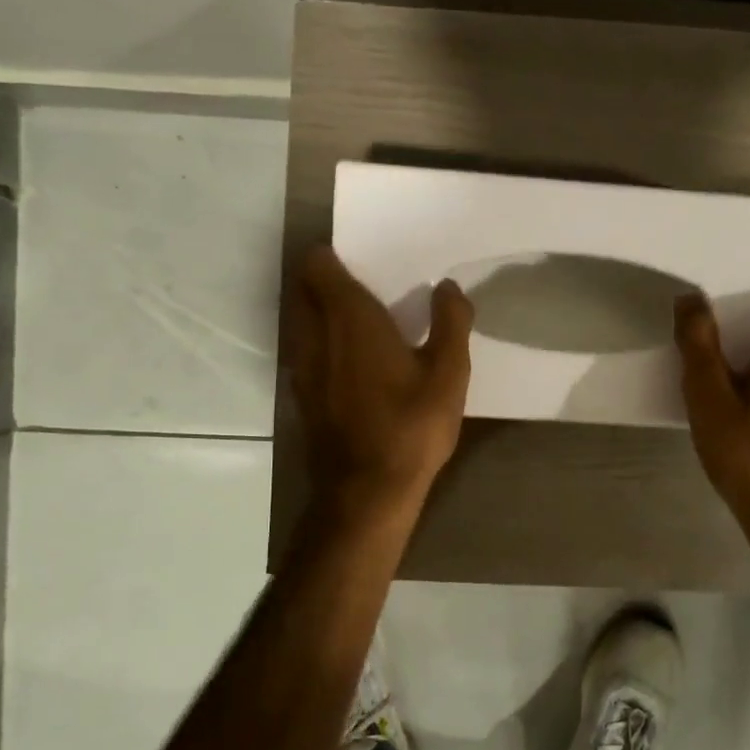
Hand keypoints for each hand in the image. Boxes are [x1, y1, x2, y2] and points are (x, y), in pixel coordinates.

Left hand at [289, 245, 473, 507]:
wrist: (366, 491)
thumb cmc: (411, 426)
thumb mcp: (448, 373)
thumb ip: (451, 322)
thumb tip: (448, 287)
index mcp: (350, 318)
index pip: (319, 266)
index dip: (333, 257)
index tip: (362, 262)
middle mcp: (315, 335)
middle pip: (302, 289)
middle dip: (324, 280)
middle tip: (362, 286)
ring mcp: (302, 367)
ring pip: (299, 321)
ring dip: (318, 311)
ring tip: (356, 321)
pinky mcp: (301, 395)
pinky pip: (303, 350)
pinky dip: (318, 342)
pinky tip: (348, 362)